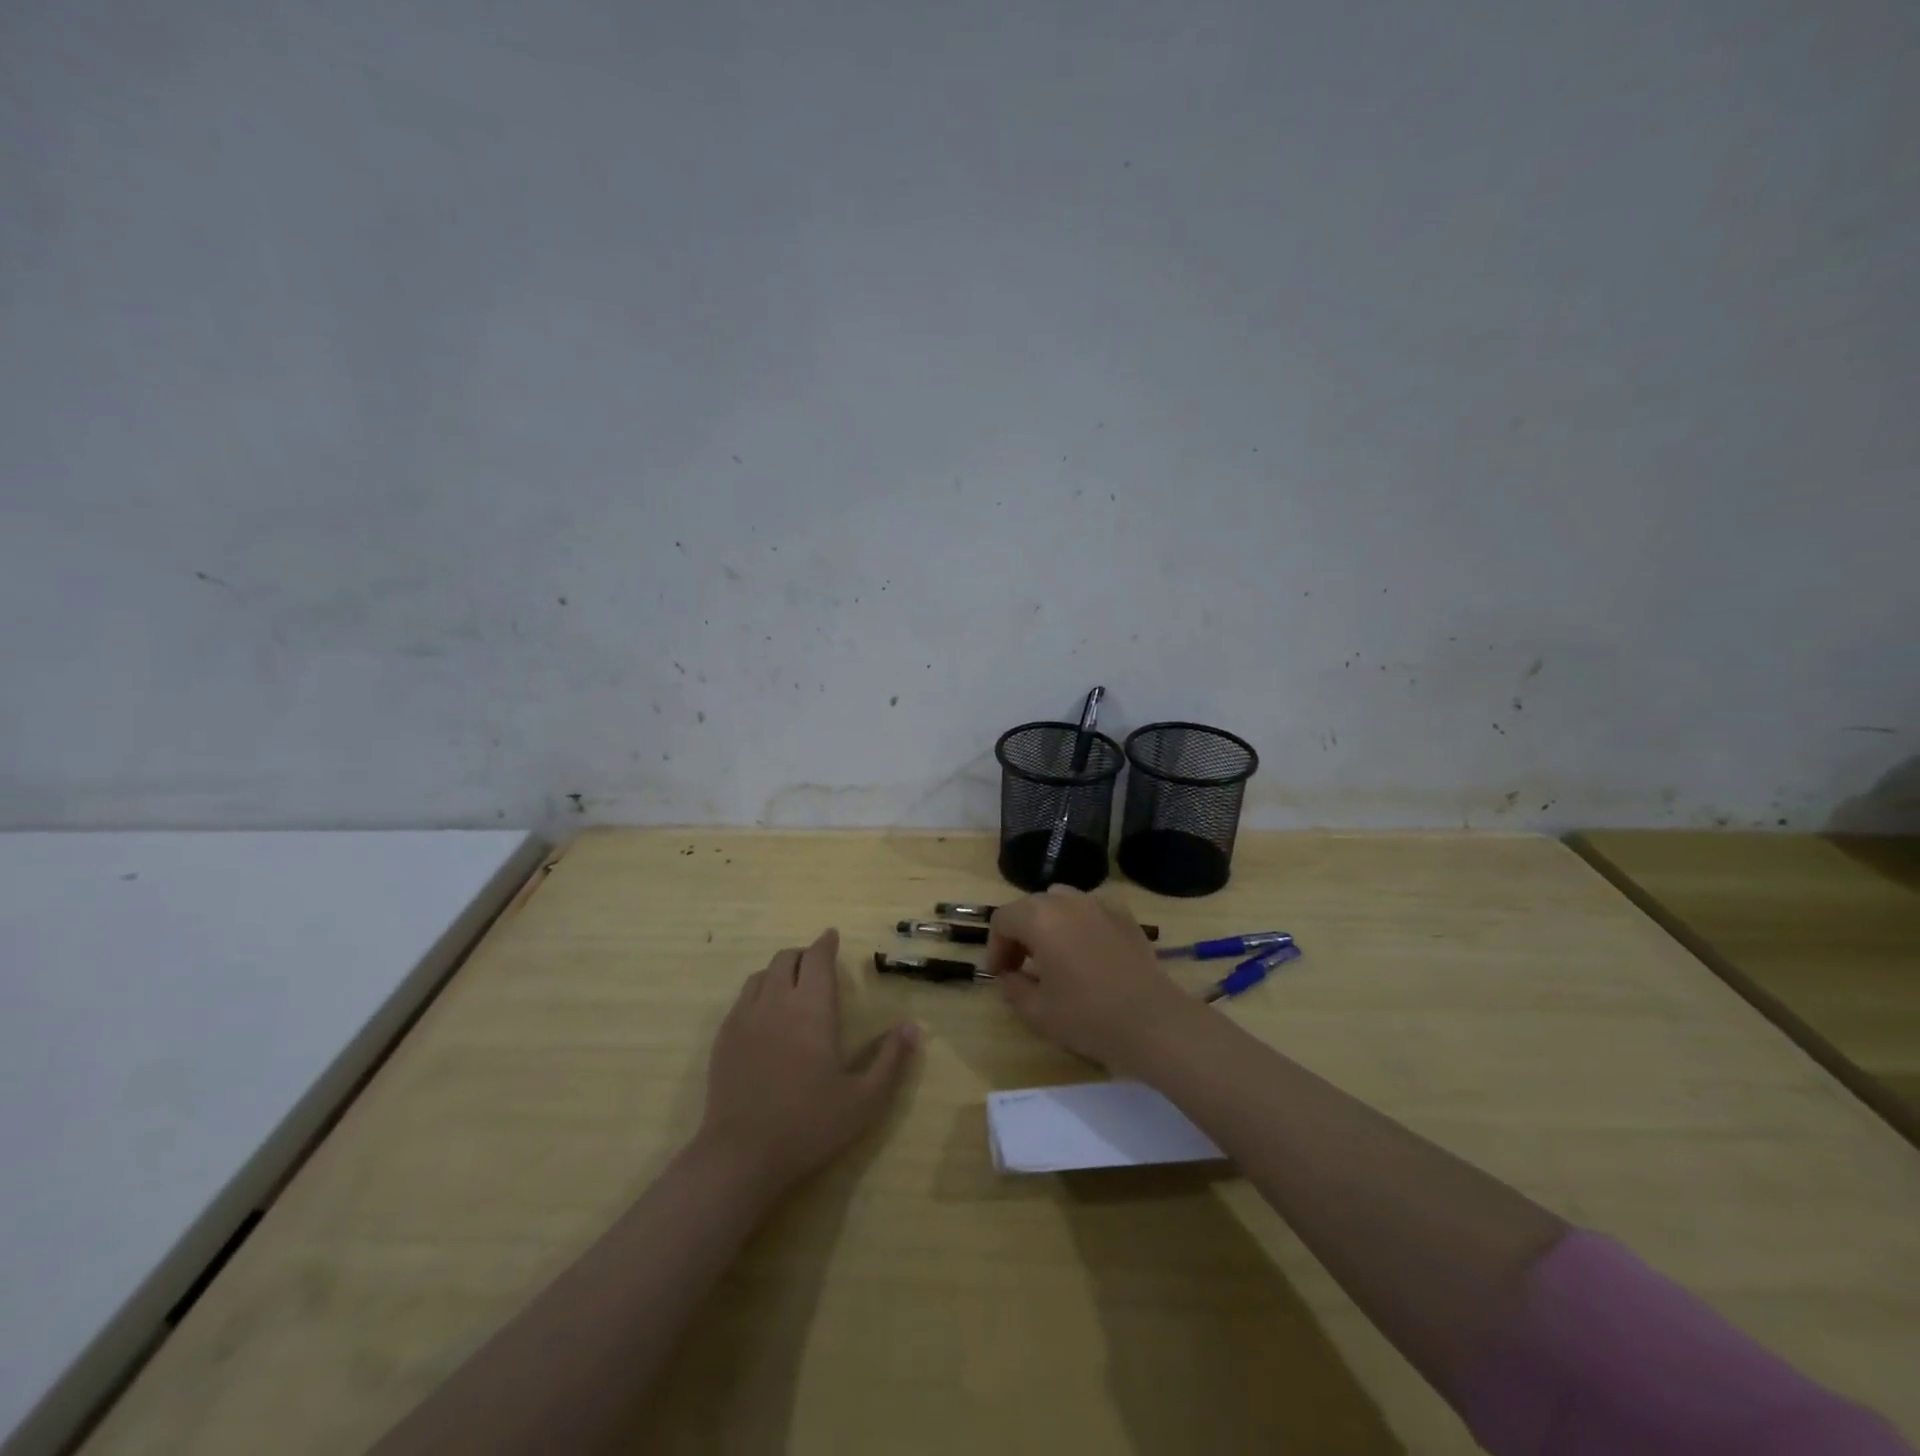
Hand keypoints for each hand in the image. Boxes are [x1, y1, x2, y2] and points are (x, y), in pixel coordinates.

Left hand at [694, 928, 918, 1193]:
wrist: (741, 1156)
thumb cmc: (810, 1125)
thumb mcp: (865, 1100)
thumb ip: (891, 1059)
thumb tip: (913, 1027)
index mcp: (812, 1008)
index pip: (817, 958)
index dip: (826, 943)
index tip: (832, 936)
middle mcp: (776, 1002)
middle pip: (786, 959)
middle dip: (803, 955)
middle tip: (817, 967)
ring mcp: (744, 1018)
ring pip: (761, 975)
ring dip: (779, 972)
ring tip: (792, 989)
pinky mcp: (723, 1038)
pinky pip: (742, 999)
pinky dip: (758, 994)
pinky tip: (765, 1018)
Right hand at [986, 886, 1194, 1069]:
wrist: (1151, 1021)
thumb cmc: (1087, 1016)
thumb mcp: (1036, 1011)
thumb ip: (1012, 987)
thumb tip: (1009, 975)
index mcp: (1039, 918)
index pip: (1003, 920)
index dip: (995, 947)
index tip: (1001, 975)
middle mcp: (1067, 900)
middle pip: (1030, 906)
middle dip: (1020, 934)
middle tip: (1022, 967)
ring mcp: (1099, 904)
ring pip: (1061, 901)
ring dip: (1049, 924)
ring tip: (1054, 956)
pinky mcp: (1124, 915)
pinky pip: (1090, 910)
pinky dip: (1080, 924)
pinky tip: (1088, 953)